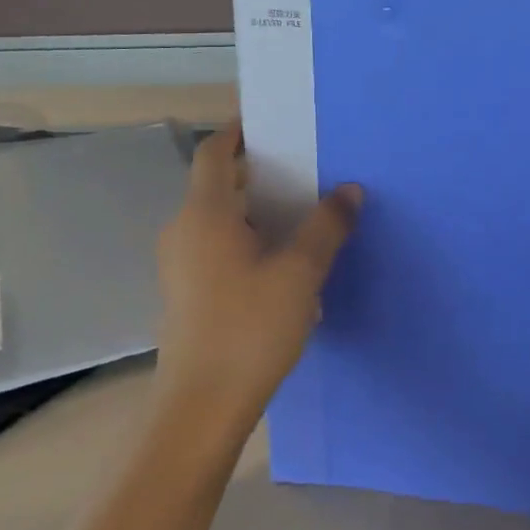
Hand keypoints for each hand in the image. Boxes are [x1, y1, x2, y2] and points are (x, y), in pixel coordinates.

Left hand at [155, 123, 362, 437]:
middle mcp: (183, 230)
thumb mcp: (300, 274)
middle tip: (304, 170)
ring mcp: (180, 264)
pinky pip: (215, 246)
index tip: (273, 123)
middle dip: (257, 172)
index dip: (239, 132)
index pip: (214, 152)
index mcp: (204, 214)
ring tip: (300, 214)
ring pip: (217, 218)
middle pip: (216, 184)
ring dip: (254, 209)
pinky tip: (279, 262)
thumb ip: (326, 227)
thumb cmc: (249, 329)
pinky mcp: (185, 291)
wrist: (201, 406)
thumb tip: (349, 189)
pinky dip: (245, 238)